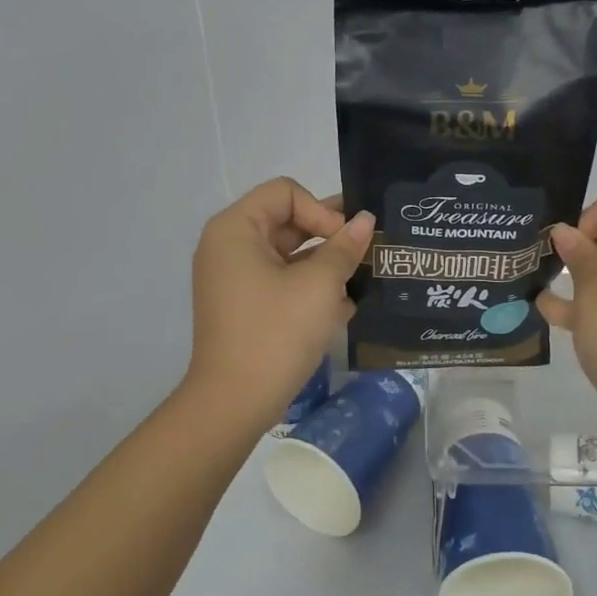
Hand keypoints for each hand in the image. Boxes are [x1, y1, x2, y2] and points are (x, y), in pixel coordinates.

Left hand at [183, 177, 373, 436]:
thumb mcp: (319, 286)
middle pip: (287, 221)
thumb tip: (365, 220)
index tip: (346, 243)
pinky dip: (309, 288)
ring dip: (324, 265)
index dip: (321, 210)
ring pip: (288, 255)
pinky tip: (342, 309)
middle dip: (329, 237)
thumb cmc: (276, 332)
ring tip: (359, 283)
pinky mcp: (245, 306)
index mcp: (236, 229)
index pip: (286, 193)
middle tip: (366, 254)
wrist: (235, 402)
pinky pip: (281, 281)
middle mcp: (229, 246)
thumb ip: (344, 247)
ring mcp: (234, 278)